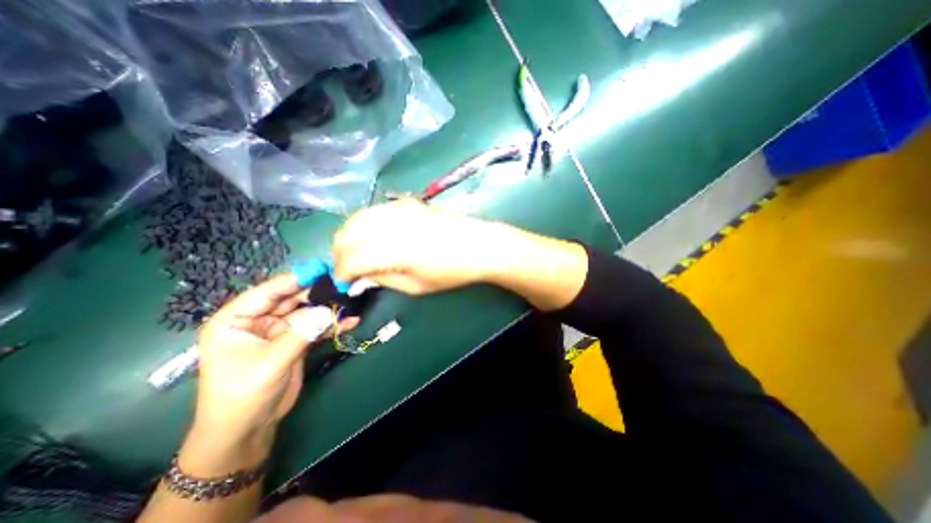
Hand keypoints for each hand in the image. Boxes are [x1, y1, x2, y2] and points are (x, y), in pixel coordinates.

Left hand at [190, 274, 357, 468]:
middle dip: (317, 293)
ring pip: (307, 313)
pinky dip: (332, 325)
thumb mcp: (270, 362)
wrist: (248, 429)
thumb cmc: (243, 395)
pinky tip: (350, 321)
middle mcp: (258, 321)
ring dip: (328, 309)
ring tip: (351, 301)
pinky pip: (315, 328)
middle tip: (343, 284)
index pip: (268, 292)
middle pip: (292, 299)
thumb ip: (300, 334)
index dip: (295, 279)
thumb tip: (329, 311)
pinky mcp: (295, 341)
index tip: (322, 268)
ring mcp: (279, 331)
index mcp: (236, 320)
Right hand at [332, 199, 508, 296]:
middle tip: (347, 267)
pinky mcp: (406, 202)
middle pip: (347, 233)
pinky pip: (374, 210)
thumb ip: (383, 279)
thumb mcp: (415, 286)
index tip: (343, 282)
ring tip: (356, 252)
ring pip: (357, 218)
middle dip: (340, 252)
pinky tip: (373, 235)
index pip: (351, 259)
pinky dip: (365, 224)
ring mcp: (398, 208)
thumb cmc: (451, 272)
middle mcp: (390, 224)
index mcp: (393, 250)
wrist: (479, 245)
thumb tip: (360, 276)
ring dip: (349, 236)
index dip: (341, 272)